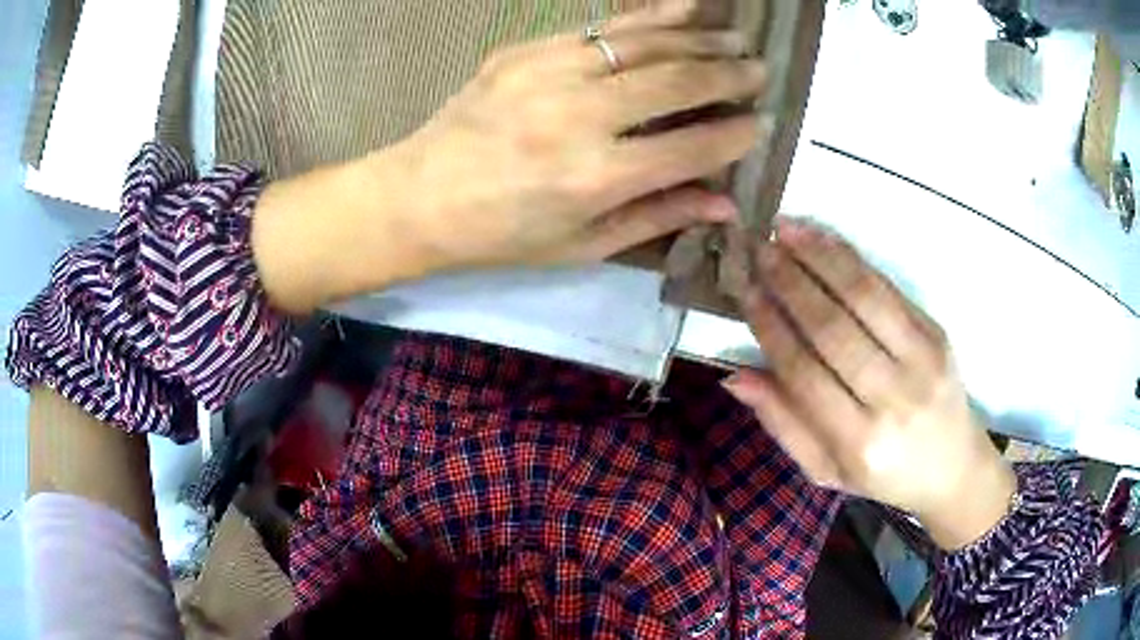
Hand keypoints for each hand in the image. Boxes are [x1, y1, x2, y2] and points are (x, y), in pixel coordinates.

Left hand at [395, 0, 764, 268]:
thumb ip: (658, 215)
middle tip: (761, 71)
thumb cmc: (502, 234)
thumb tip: (725, 204)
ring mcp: (549, 73)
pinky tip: (681, 9)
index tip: (764, 124)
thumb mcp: (582, 245)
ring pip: (644, 44)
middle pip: (676, 82)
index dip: (736, 134)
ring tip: (735, 39)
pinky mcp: (525, 51)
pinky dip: (648, 18)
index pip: (692, 146)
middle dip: (728, 75)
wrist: (420, 196)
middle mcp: (580, 117)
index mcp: (597, 178)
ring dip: (698, 38)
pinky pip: (601, 27)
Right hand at [721, 218, 1015, 549]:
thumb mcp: (826, 471)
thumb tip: (735, 376)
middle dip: (790, 282)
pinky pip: (889, 289)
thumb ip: (784, 424)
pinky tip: (825, 240)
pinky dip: (853, 259)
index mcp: (859, 444)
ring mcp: (922, 361)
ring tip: (786, 229)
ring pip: (864, 297)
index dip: (770, 327)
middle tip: (758, 249)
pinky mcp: (937, 334)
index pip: (803, 373)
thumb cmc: (884, 477)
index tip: (744, 290)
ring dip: (820, 258)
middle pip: (833, 329)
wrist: (953, 468)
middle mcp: (893, 399)